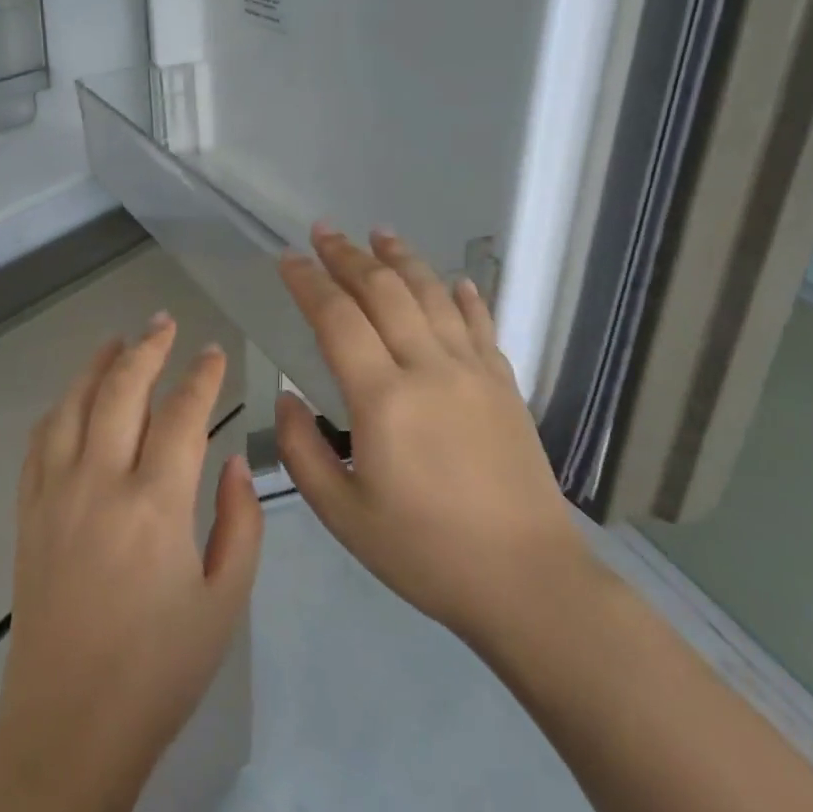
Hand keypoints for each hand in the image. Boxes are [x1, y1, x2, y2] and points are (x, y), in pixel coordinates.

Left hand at [0, 315, 263, 801]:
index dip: (201, 376)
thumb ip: (239, 522)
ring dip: (96, 368)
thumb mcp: (225, 600)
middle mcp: (99, 484)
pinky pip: (40, 443)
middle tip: (164, 323)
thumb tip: (232, 461)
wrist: (71, 724)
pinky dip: (60, 409)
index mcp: (156, 505)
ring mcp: (55, 496)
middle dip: (146, 350)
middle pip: (121, 392)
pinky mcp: (28, 515)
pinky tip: (72, 400)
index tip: (214, 352)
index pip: (182, 415)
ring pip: (73, 407)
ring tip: (116, 342)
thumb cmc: (161, 670)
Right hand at [274, 226, 584, 647]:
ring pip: (434, 295)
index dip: (308, 283)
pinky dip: (464, 295)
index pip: (337, 318)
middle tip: (323, 231)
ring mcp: (475, 372)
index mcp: (383, 399)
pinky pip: (481, 324)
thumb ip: (303, 450)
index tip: (287, 260)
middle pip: (385, 292)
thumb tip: (289, 397)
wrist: (526, 580)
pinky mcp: (505, 386)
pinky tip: (454, 279)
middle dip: (349, 256)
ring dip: (403, 260)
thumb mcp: (342, 513)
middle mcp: (429, 368)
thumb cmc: (423, 552)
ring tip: (379, 234)